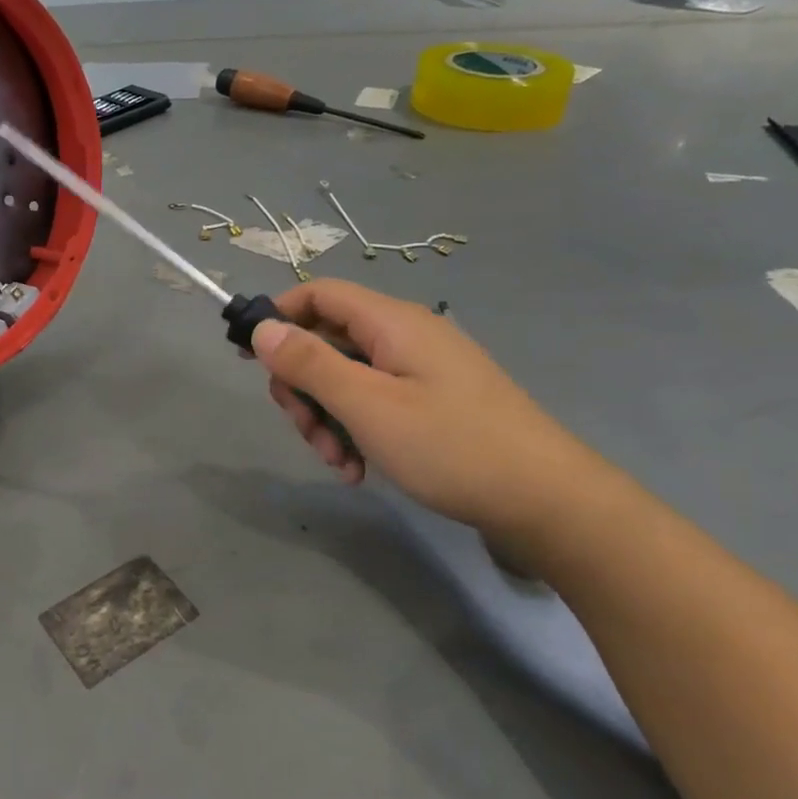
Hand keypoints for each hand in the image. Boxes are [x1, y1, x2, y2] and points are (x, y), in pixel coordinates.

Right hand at [251, 280, 609, 547]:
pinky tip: (359, 470)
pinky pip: (374, 402)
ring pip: (346, 378)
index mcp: (392, 322)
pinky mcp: (432, 403)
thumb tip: (261, 327)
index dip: (277, 316)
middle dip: (303, 386)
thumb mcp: (368, 406)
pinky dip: (355, 430)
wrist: (549, 504)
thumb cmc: (451, 446)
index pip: (318, 294)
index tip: (249, 358)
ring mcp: (421, 371)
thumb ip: (310, 363)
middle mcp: (405, 337)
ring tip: (338, 462)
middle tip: (304, 430)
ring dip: (327, 417)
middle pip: (327, 341)